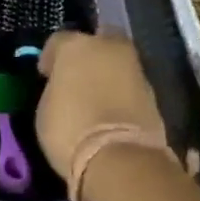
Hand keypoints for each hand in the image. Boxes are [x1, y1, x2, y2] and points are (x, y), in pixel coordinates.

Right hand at [36, 31, 170, 200]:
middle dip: (87, 55)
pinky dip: (121, 92)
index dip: (50, 58)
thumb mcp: (46, 109)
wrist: (121, 159)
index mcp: (75, 45)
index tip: (46, 75)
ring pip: (116, 62)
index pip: (58, 41)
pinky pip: (128, 85)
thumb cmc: (70, 130)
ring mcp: (134, 67)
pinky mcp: (153, 92)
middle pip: (95, 41)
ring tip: (96, 96)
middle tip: (77, 78)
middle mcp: (107, 47)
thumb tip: (64, 88)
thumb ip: (56, 89)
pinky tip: (112, 110)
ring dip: (107, 74)